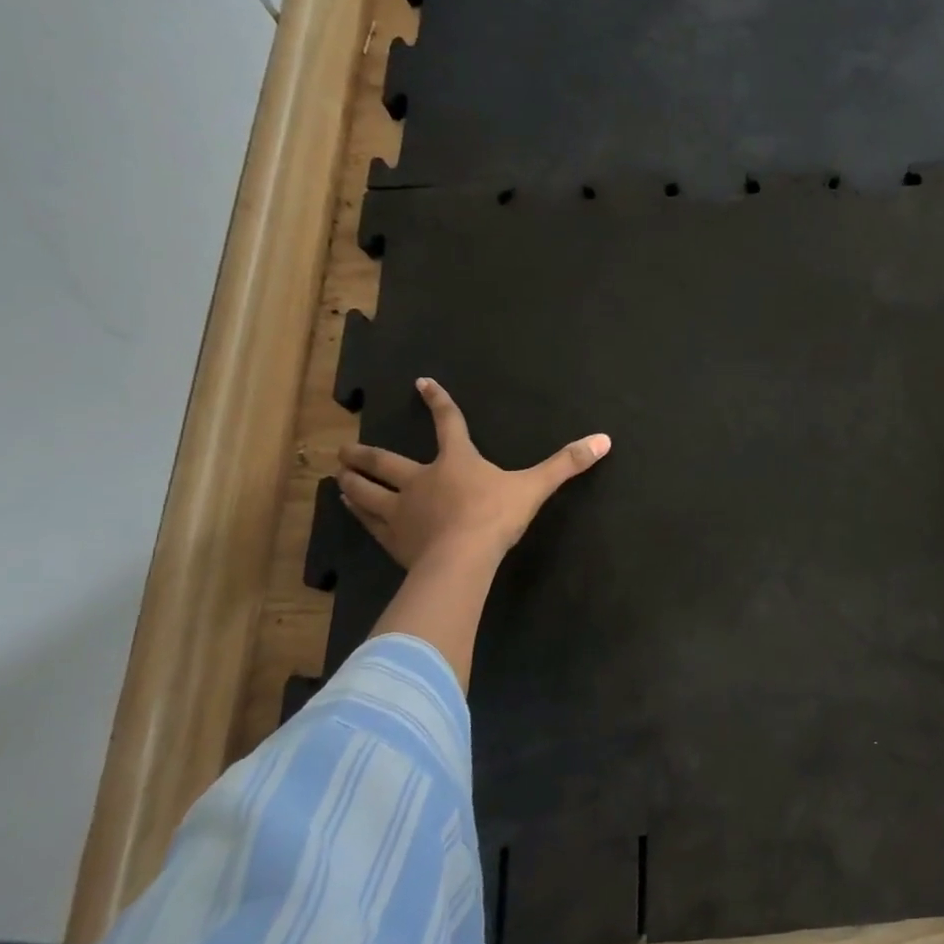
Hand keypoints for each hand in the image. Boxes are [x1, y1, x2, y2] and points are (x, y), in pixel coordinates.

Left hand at [336, 377, 610, 569]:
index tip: (421, 383)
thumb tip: (604, 439)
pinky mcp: (392, 539)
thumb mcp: (535, 487)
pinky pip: (369, 522)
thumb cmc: (495, 516)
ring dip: (353, 482)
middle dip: (366, 453)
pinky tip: (348, 509)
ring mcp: (401, 510)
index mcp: (456, 461)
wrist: (461, 559)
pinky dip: (358, 513)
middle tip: (345, 448)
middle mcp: (421, 479)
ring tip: (339, 476)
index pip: (448, 424)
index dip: (438, 402)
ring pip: (368, 492)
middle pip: (386, 462)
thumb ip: (567, 463)